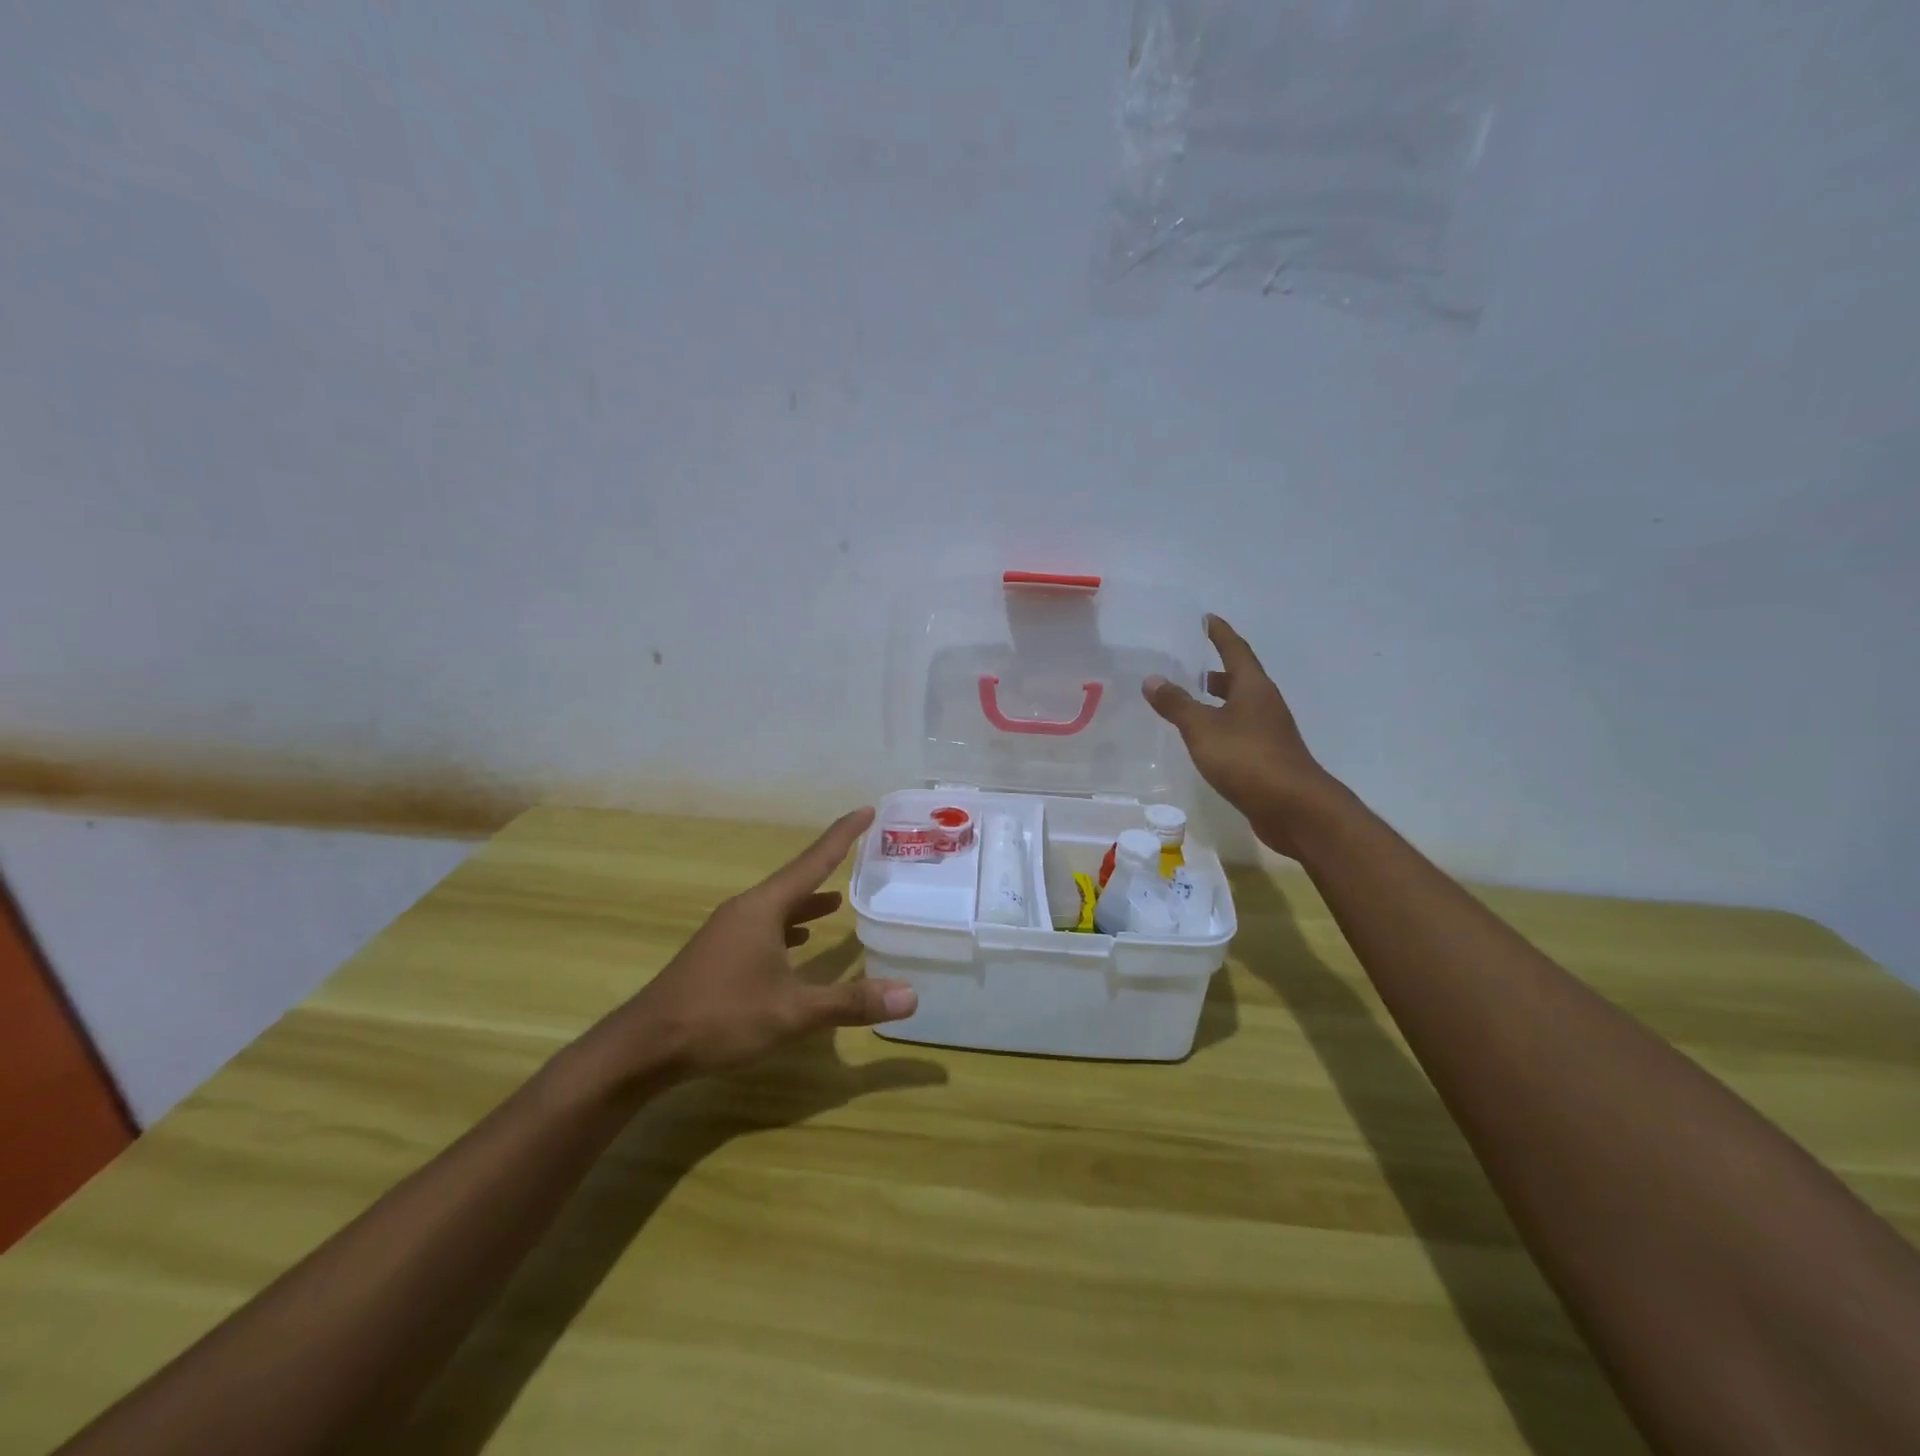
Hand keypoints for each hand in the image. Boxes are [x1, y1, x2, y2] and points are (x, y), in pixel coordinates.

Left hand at [605, 809, 917, 1083]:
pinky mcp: (718, 954)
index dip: (843, 835)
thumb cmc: (721, 1017)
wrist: (645, 1046)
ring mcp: (727, 932)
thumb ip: (850, 1002)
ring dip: (807, 902)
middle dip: (828, 867)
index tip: (866, 810)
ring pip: (777, 907)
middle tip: (859, 854)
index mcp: (764, 908)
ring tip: (836, 902)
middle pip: (795, 880)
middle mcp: (746, 910)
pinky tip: (797, 944)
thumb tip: (911, 996)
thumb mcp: (793, 1011)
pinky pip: (763, 927)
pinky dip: (787, 927)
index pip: (813, 861)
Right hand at [1144, 615, 1338, 857]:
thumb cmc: (1247, 759)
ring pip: (1240, 706)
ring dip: (1218, 699)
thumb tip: (1152, 679)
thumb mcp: (1203, 729)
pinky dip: (1221, 725)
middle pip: (1240, 678)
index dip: (1220, 634)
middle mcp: (1265, 704)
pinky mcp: (1267, 757)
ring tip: (1191, 700)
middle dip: (1217, 669)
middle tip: (1191, 663)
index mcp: (1253, 688)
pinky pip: (1240, 730)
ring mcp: (1269, 732)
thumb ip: (1177, 704)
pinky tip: (1204, 739)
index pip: (1235, 650)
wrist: (1294, 808)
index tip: (1207, 619)